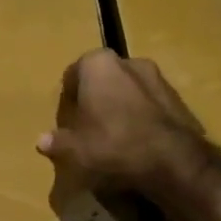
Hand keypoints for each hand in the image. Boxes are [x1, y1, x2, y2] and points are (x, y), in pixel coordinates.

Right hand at [37, 48, 205, 198]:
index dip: (68, 98)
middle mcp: (128, 61)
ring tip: (114, 137)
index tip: (67, 120)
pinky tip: (137, 143)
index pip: (73, 74)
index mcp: (98, 64)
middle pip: (103, 79)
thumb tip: (42, 141)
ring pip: (128, 90)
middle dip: (95, 99)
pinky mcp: (178, 98)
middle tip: (88, 127)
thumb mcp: (76, 150)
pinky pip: (150, 105)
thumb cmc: (113, 144)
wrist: (172, 159)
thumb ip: (58, 142)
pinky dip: (141, 118)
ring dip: (120, 107)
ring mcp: (158, 77)